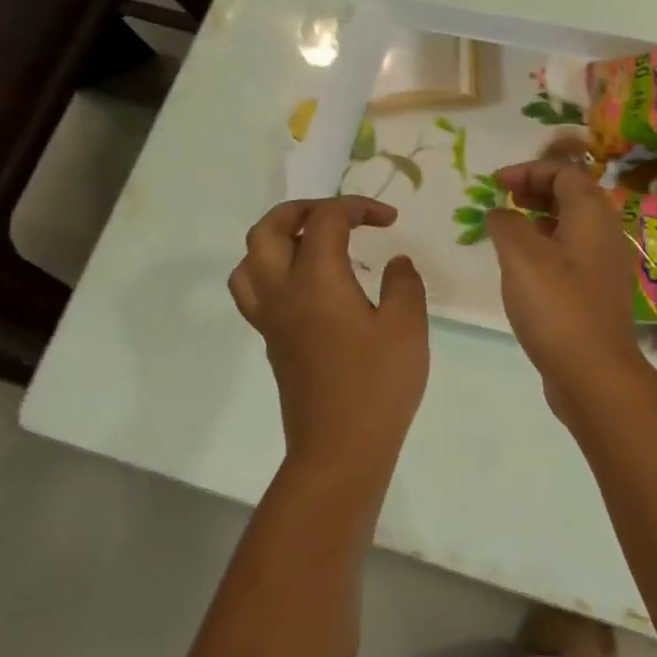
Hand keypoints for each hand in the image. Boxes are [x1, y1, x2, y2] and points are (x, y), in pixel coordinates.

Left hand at [228, 196, 428, 472]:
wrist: (339, 449)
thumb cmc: (378, 385)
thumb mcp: (407, 327)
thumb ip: (404, 284)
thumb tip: (396, 262)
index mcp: (315, 279)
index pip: (324, 220)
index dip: (357, 208)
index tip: (389, 220)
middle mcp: (282, 291)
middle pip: (267, 230)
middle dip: (300, 210)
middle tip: (337, 216)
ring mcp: (271, 320)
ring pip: (249, 261)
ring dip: (276, 240)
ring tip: (311, 245)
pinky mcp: (273, 343)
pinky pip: (255, 291)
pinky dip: (273, 271)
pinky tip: (308, 287)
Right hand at [485, 161, 648, 417]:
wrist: (593, 372)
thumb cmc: (557, 306)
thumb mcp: (521, 257)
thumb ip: (506, 224)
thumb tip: (501, 213)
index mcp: (592, 215)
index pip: (565, 172)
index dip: (529, 170)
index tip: (495, 183)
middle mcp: (606, 233)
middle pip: (574, 195)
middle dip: (537, 189)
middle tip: (504, 199)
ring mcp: (606, 265)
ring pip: (574, 225)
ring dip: (542, 217)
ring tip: (510, 228)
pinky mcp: (599, 292)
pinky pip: (574, 252)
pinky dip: (549, 245)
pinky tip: (526, 266)